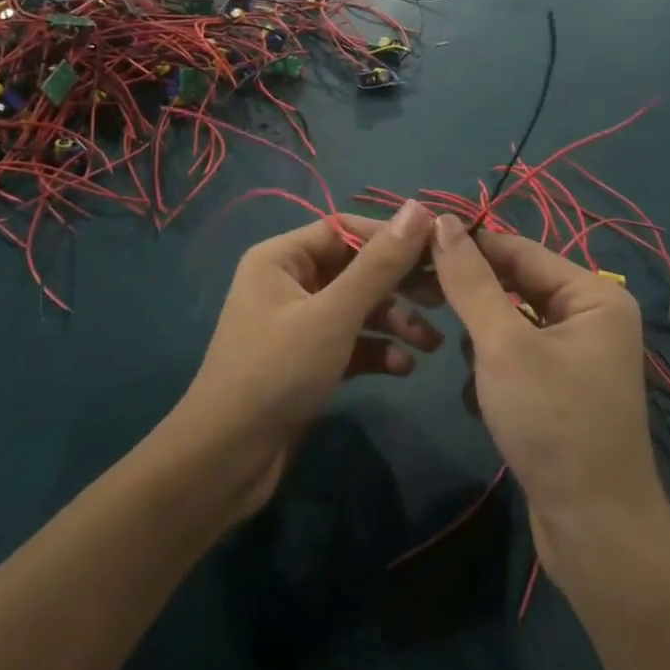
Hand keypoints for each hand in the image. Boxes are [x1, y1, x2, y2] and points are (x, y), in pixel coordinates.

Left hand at [176, 202, 441, 516]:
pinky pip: (350, 342)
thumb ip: (379, 264)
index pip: (345, 228)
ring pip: (357, 308)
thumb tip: (419, 208)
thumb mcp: (334, 315)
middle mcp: (288, 282)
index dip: (391, 236)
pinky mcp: (307, 360)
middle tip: (442, 298)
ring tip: (431, 345)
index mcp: (282, 258)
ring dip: (394, 322)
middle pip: (355, 268)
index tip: (437, 249)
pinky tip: (404, 369)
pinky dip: (377, 351)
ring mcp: (297, 323)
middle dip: (398, 285)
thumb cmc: (278, 372)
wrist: (227, 461)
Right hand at [429, 216, 665, 572]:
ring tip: (466, 368)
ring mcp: (577, 356)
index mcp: (592, 294)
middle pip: (515, 285)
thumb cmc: (553, 424)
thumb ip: (469, 280)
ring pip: (509, 323)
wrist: (595, 535)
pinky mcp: (560, 391)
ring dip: (481, 341)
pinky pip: (515, 357)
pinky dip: (492, 371)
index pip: (519, 249)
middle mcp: (590, 316)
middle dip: (472, 299)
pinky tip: (480, 401)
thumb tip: (440, 221)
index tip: (414, 245)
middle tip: (419, 296)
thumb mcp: (503, 345)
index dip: (467, 244)